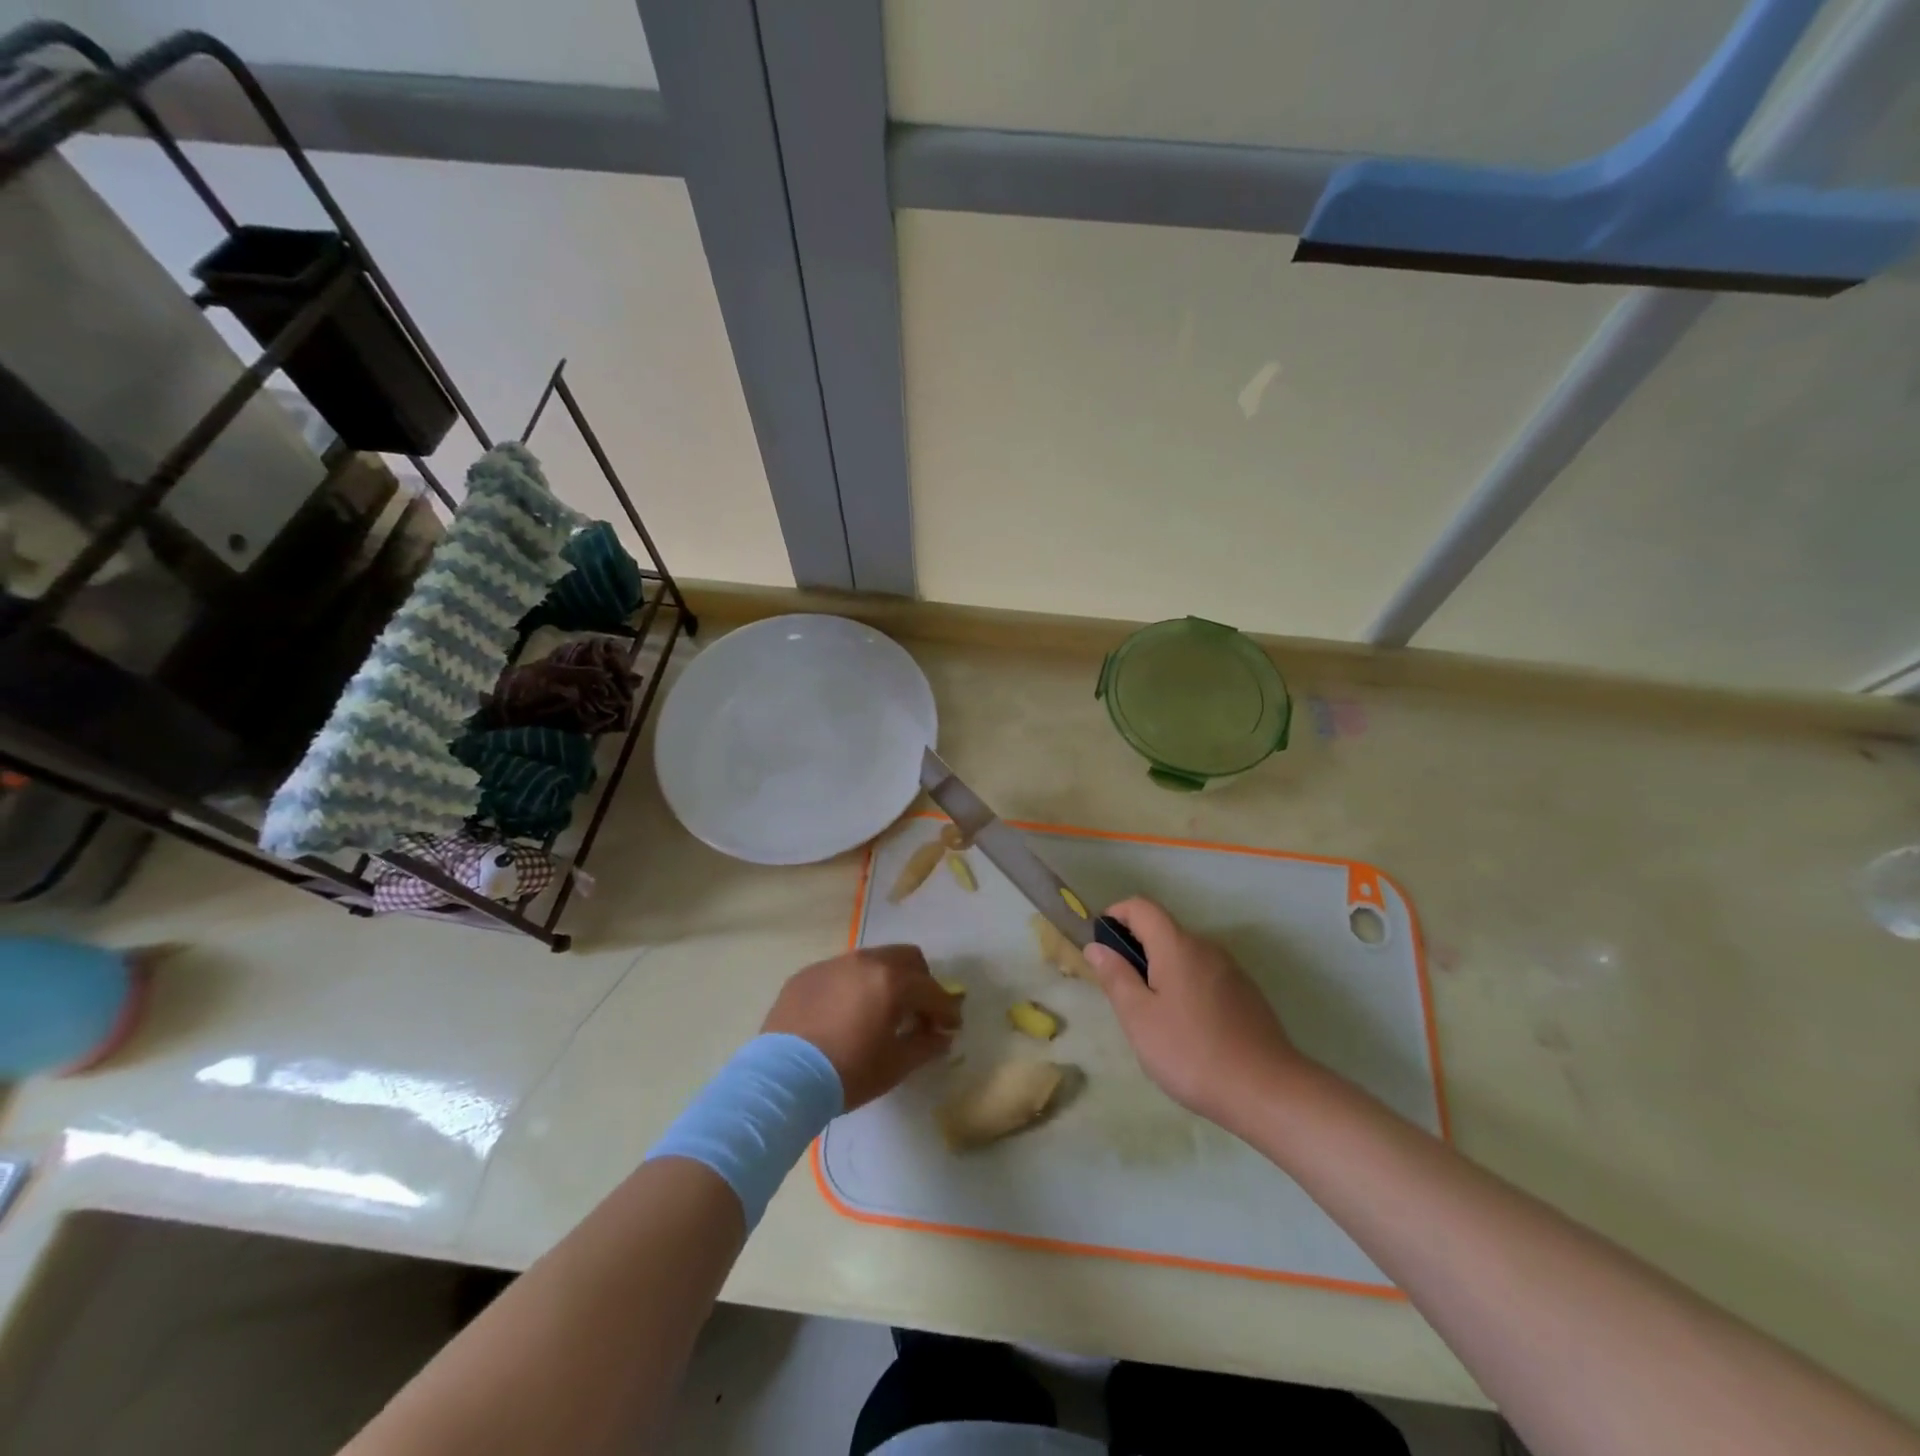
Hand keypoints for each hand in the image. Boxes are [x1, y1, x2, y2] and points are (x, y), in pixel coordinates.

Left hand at [761, 945, 961, 1110]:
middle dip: (920, 982)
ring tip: (881, 1011)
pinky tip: (845, 1014)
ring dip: (887, 980)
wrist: (782, 1077)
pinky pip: (842, 972)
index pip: (932, 990)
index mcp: (892, 981)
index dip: (946, 1010)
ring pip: (873, 960)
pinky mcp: (808, 974)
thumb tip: (942, 1037)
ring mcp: (834, 964)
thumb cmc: (847, 1072)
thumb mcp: (895, 1065)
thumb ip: (925, 1046)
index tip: (951, 1027)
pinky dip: (854, 986)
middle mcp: (865, 962)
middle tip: (918, 1012)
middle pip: (907, 958)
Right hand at [1082, 898, 1308, 1131]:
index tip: (1102, 946)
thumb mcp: (1139, 1018)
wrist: (1267, 1091)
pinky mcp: (1247, 994)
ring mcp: (1231, 970)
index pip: (1141, 906)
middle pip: (1163, 931)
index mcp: (1177, 945)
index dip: (1116, 915)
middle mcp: (1206, 947)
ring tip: (1155, 1020)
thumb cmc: (1191, 1052)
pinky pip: (1205, 976)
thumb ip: (1115, 977)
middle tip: (1124, 996)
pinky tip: (1189, 1031)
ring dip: (1162, 972)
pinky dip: (1186, 988)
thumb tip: (1096, 946)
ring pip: (1184, 956)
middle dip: (1136, 952)